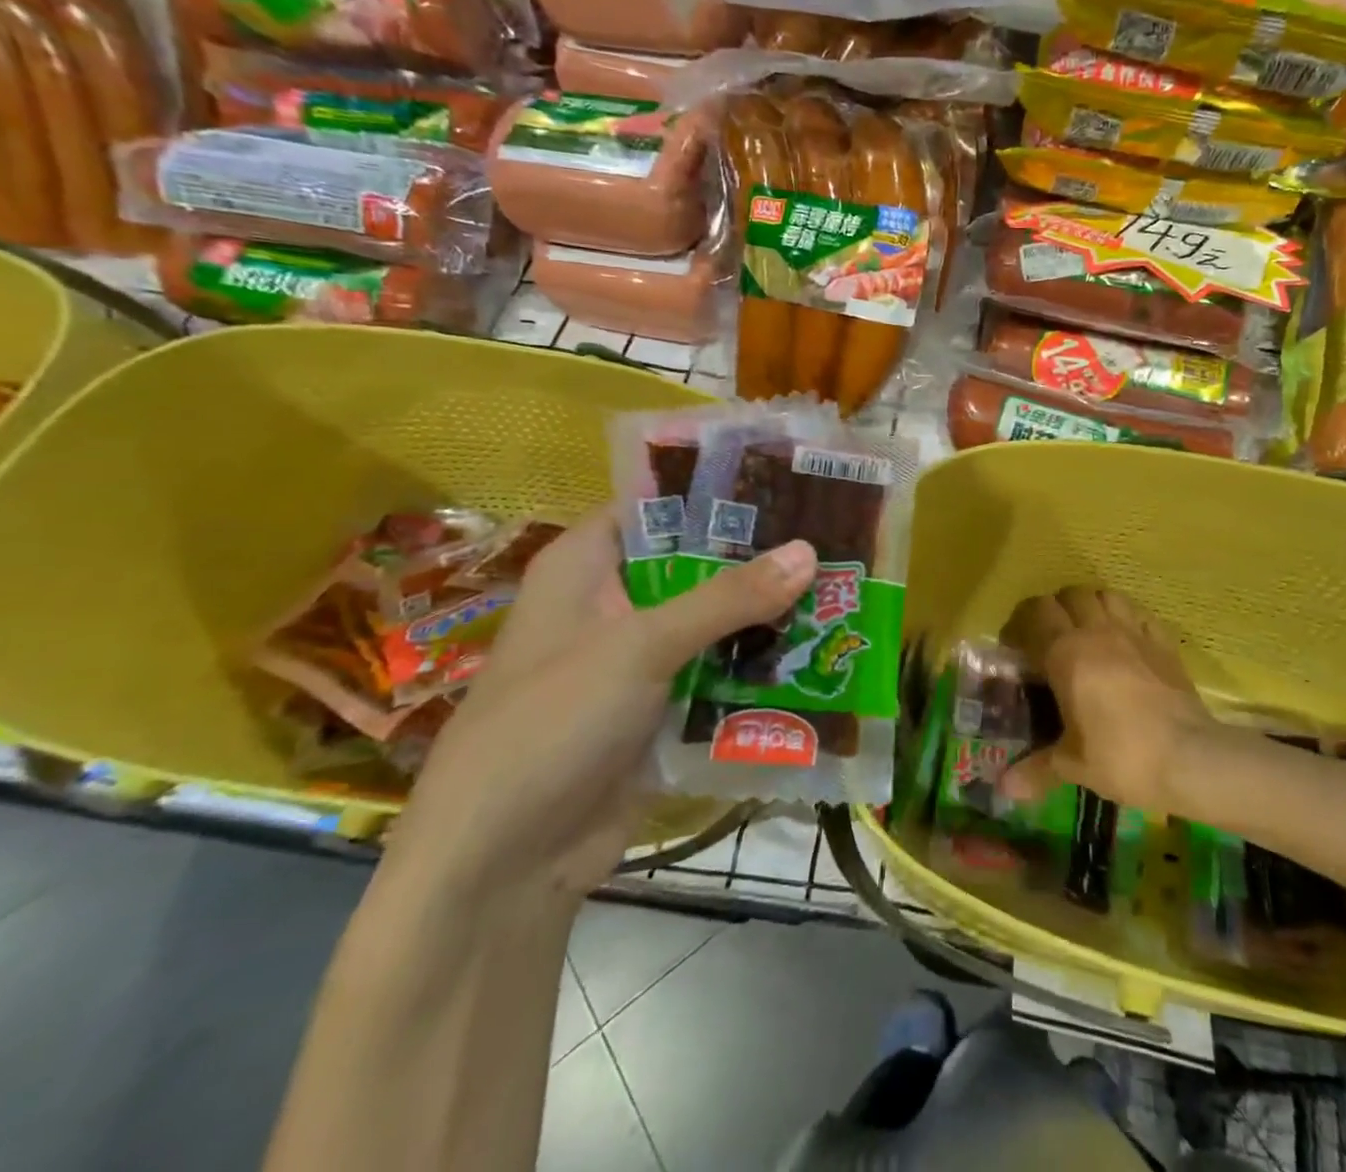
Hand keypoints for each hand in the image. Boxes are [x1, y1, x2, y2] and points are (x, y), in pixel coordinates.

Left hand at [387, 511, 816, 904]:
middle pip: (695, 562)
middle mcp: (613, 603)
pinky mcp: (662, 708)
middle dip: (757, 554)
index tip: (786, 479)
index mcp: (586, 566)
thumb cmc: (553, 724)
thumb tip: (809, 551)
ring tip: (841, 584)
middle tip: (832, 532)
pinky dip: (759, 664)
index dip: (716, 489)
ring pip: (714, 620)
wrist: (504, 866)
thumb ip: (727, 597)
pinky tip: (819, 650)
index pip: (657, 504)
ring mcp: (640, 659)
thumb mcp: (640, 646)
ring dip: (766, 611)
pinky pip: (719, 671)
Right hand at [998, 587, 1215, 815]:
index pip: (1035, 613)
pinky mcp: (1164, 642)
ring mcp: (1134, 632)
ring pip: (1106, 594)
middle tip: (1050, 639)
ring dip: (1091, 605)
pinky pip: (1139, 613)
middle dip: (1056, 610)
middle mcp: (1097, 631)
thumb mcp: (1073, 766)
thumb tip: (1005, 789)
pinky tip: (1126, 639)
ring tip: (1087, 631)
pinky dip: (1127, 617)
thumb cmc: (1122, 757)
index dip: (1021, 624)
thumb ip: (1036, 769)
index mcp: (1066, 653)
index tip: (1016, 649)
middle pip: (1069, 595)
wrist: (1191, 758)